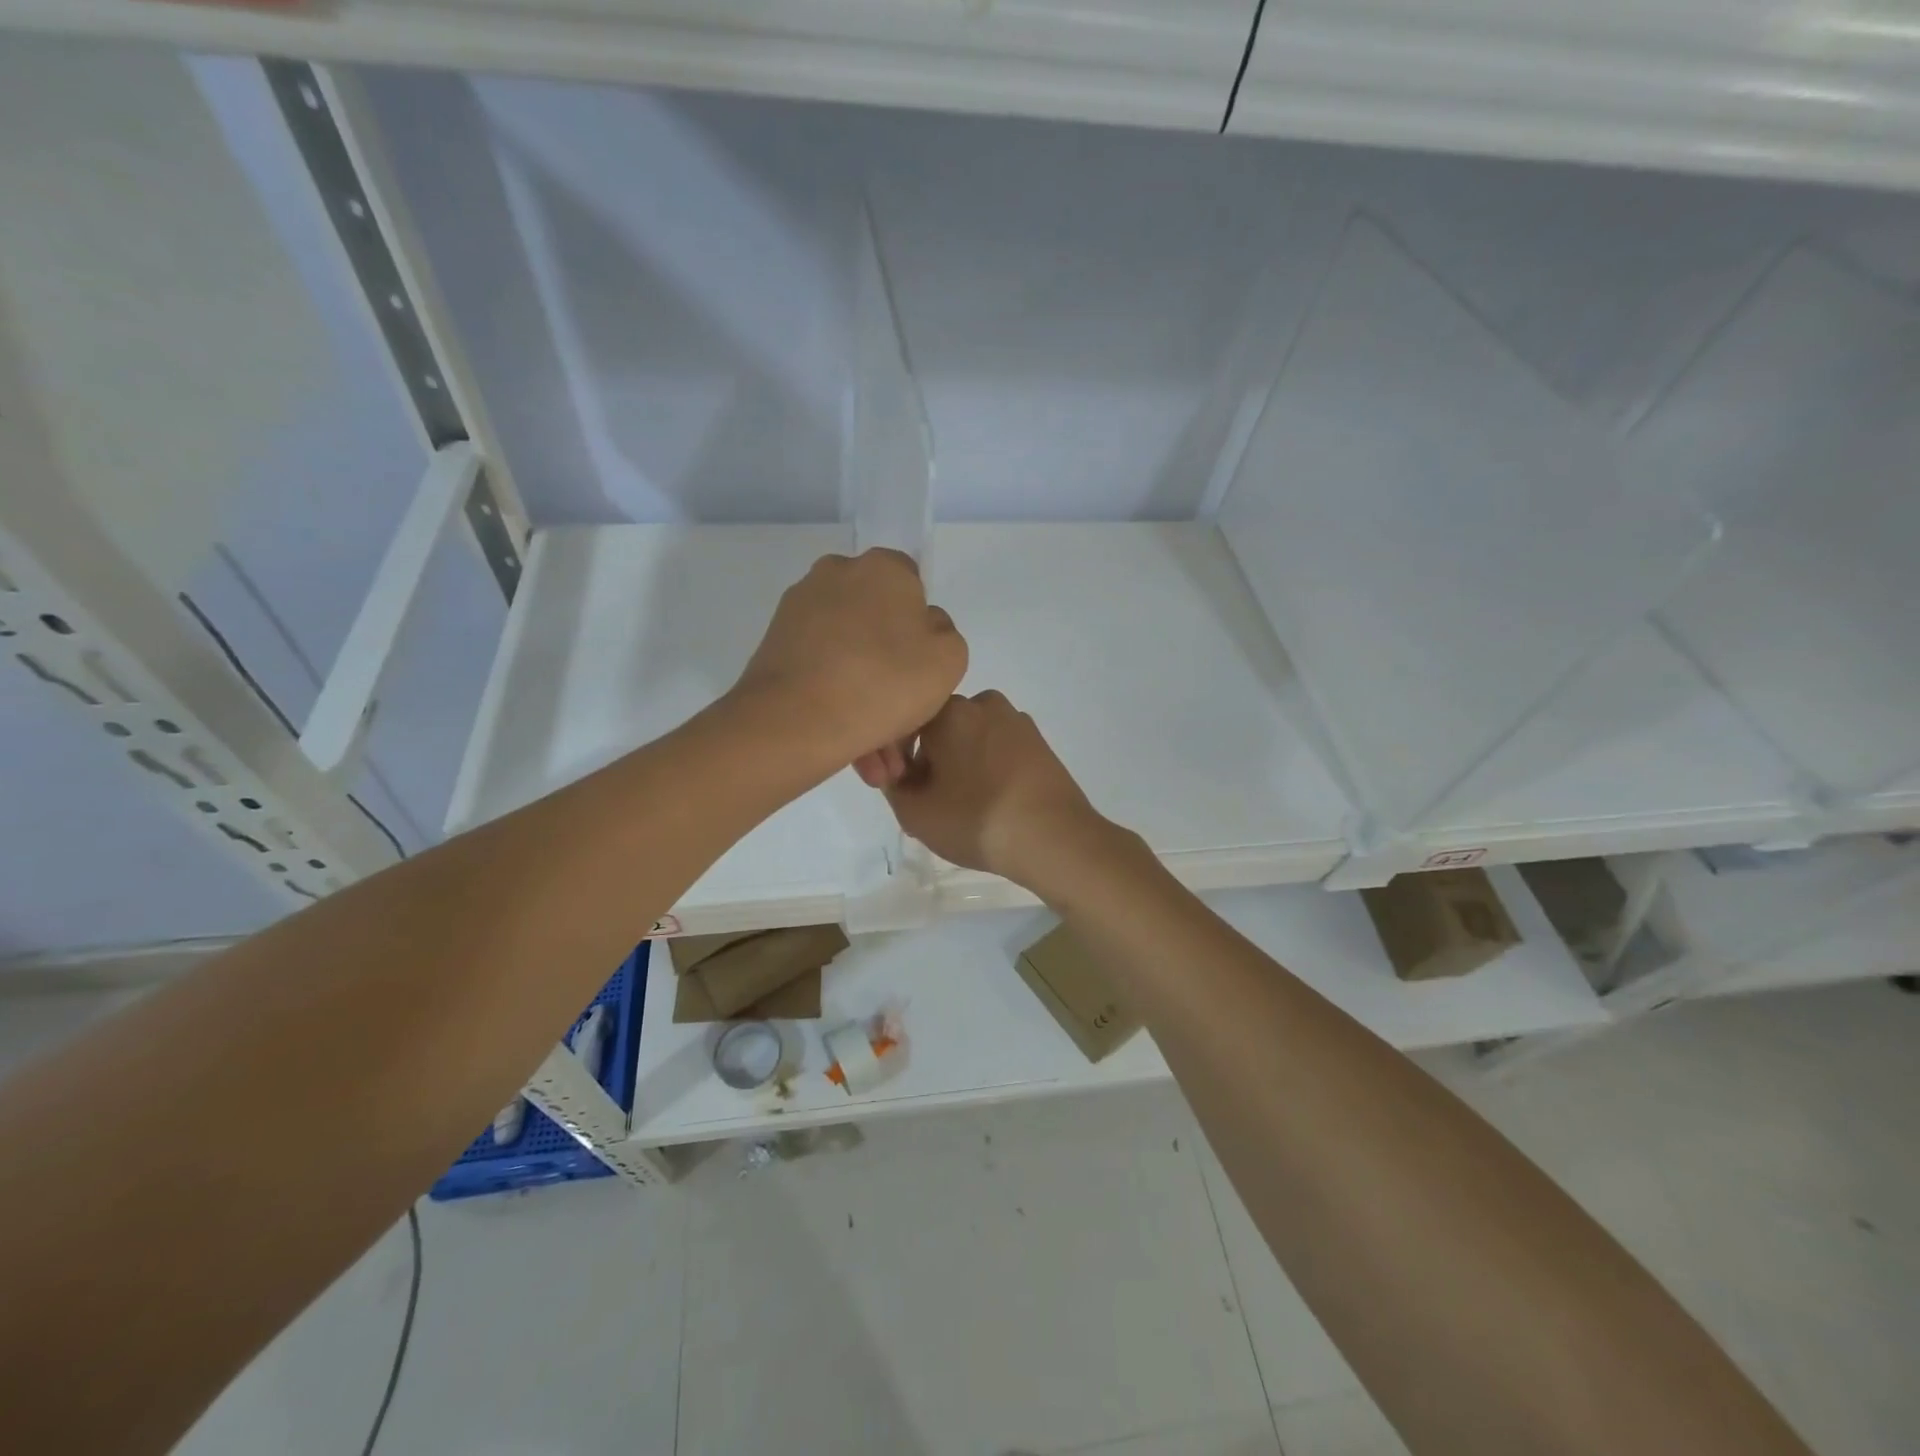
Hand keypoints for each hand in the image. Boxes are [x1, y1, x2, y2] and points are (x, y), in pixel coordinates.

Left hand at [733, 549, 966, 770]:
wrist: (795, 721)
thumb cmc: (884, 683)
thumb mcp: (949, 659)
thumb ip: (944, 633)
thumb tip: (920, 628)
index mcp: (884, 568)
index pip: (912, 587)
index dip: (921, 631)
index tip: (920, 671)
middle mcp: (837, 574)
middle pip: (876, 623)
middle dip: (890, 671)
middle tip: (898, 724)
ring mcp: (800, 608)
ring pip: (848, 653)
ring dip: (864, 696)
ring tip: (873, 755)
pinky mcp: (775, 642)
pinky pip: (819, 668)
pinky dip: (834, 699)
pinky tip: (847, 744)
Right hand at [867, 690, 1117, 889]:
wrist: (1054, 837)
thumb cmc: (976, 819)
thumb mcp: (915, 813)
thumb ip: (893, 787)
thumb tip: (899, 773)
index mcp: (949, 710)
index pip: (905, 724)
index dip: (896, 759)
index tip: (902, 791)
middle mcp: (984, 703)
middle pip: (940, 729)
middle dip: (930, 760)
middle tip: (931, 803)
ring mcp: (1018, 721)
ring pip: (971, 739)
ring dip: (960, 764)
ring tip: (964, 807)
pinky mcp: (1040, 743)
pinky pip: (999, 750)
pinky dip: (988, 769)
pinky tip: (991, 803)